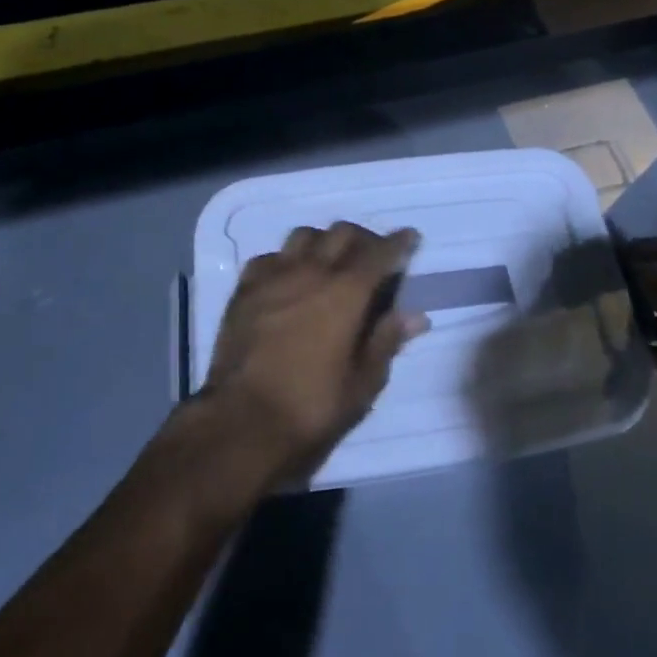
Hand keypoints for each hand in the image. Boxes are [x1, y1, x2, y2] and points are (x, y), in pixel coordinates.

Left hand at [203, 223, 426, 486]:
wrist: (241, 423)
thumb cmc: (311, 408)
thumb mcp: (362, 383)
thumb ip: (387, 341)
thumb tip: (415, 316)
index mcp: (347, 292)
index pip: (380, 252)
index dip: (399, 242)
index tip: (409, 237)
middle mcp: (312, 271)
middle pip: (342, 233)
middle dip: (363, 238)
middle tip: (372, 257)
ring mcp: (274, 276)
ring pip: (304, 235)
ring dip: (323, 242)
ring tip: (329, 263)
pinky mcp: (245, 290)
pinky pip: (270, 258)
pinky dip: (286, 260)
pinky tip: (288, 279)